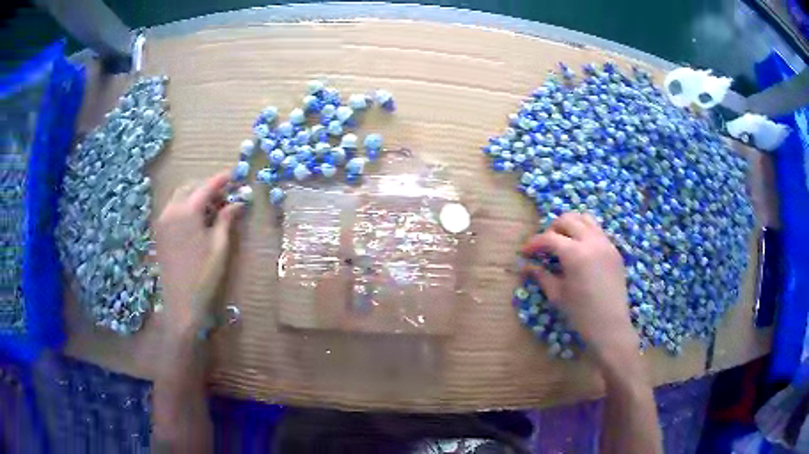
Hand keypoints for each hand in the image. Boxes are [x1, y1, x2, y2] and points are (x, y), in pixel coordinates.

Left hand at [155, 171, 242, 338]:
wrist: (181, 302)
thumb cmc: (203, 275)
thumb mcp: (219, 246)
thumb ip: (226, 219)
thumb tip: (237, 202)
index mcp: (187, 211)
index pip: (206, 187)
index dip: (221, 179)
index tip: (234, 175)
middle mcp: (171, 210)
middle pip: (190, 186)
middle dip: (207, 186)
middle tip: (224, 196)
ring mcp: (163, 220)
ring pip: (180, 196)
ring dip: (196, 195)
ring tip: (212, 208)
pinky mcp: (160, 231)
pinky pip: (173, 208)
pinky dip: (186, 206)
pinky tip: (197, 220)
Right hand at [521, 213, 637, 360]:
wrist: (610, 325)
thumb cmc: (581, 313)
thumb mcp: (557, 295)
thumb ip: (541, 275)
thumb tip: (525, 266)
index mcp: (575, 253)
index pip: (549, 238)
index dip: (534, 243)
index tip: (525, 252)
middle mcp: (591, 241)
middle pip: (568, 220)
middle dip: (552, 228)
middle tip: (545, 246)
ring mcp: (606, 243)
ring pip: (586, 219)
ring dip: (571, 225)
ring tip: (563, 241)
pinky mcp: (614, 250)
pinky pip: (598, 231)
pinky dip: (585, 233)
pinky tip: (580, 251)